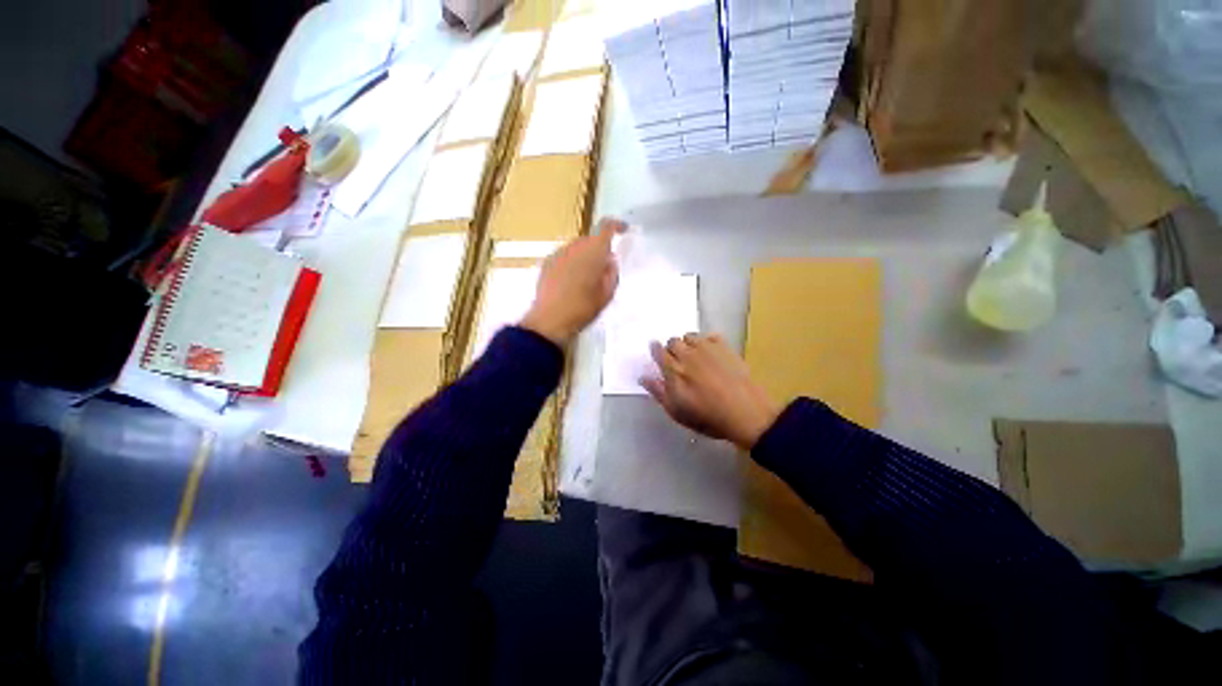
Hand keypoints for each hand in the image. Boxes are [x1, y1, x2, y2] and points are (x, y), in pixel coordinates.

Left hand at [520, 217, 626, 345]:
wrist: (550, 320)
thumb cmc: (583, 308)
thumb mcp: (606, 294)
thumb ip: (612, 273)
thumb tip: (610, 261)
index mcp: (593, 251)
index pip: (606, 227)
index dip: (616, 225)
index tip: (623, 230)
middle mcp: (575, 246)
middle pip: (590, 239)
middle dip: (599, 248)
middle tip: (604, 266)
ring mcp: (558, 253)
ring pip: (576, 247)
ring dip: (584, 255)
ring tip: (586, 277)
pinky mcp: (546, 263)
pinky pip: (564, 256)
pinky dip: (571, 262)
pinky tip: (571, 281)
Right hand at [642, 334, 779, 449]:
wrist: (745, 412)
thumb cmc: (707, 417)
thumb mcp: (677, 411)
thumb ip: (658, 392)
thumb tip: (643, 376)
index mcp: (673, 370)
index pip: (658, 352)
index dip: (656, 351)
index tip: (657, 354)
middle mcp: (687, 354)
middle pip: (672, 341)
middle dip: (672, 349)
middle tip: (678, 362)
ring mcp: (707, 348)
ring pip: (689, 336)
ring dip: (688, 344)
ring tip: (694, 356)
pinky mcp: (724, 347)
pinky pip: (709, 335)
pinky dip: (706, 341)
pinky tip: (710, 353)